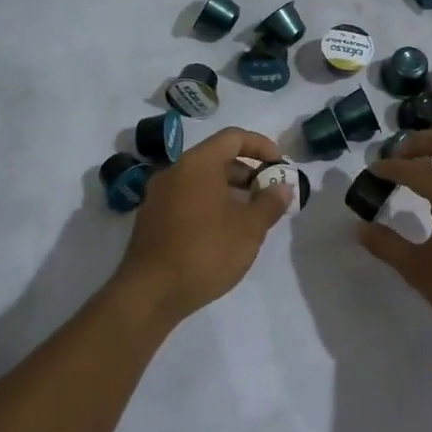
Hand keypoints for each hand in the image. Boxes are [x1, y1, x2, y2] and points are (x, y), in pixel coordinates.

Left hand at [113, 127, 290, 322]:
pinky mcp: (152, 219)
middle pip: (217, 158)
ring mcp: (159, 196)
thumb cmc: (205, 253)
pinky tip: (224, 233)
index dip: (261, 146)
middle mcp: (174, 171)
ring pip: (202, 181)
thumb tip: (282, 187)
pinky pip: (188, 199)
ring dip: (230, 192)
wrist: (149, 293)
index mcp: (197, 164)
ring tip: (251, 218)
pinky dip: (210, 205)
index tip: (280, 167)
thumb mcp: (248, 229)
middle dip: (248, 173)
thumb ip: (269, 203)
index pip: (233, 137)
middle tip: (269, 196)